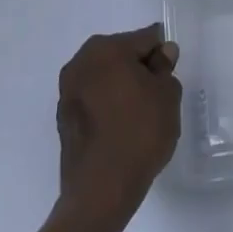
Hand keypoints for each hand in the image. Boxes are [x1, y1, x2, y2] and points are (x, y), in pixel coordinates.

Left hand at [55, 24, 181, 225]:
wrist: (100, 192)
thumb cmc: (139, 133)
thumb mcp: (167, 94)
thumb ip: (165, 67)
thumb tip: (162, 53)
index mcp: (106, 48)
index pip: (145, 39)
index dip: (162, 56)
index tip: (169, 77)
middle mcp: (81, 62)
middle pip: (122, 55)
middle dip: (139, 69)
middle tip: (156, 97)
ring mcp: (68, 91)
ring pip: (105, 77)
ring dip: (121, 87)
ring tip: (138, 116)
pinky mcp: (63, 118)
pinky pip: (93, 100)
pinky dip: (107, 106)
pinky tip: (120, 129)